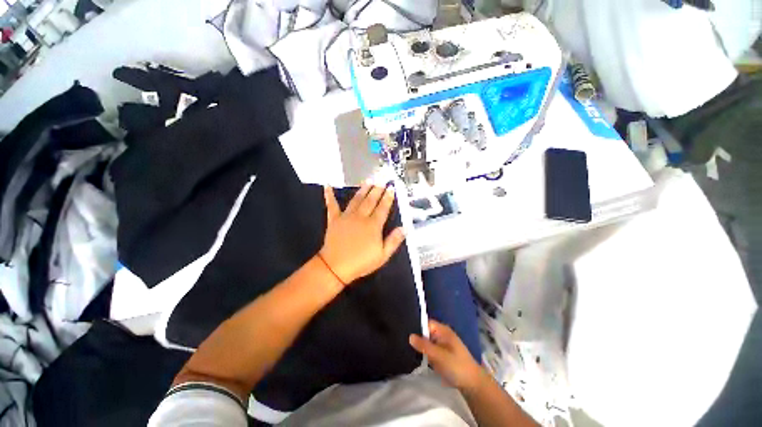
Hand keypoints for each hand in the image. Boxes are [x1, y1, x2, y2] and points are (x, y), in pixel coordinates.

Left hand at [319, 183, 405, 284]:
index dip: (388, 197)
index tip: (391, 188)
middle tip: (381, 179)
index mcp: (373, 225)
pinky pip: (332, 205)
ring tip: (367, 180)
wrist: (336, 266)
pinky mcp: (334, 219)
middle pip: (371, 201)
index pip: (383, 208)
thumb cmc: (361, 262)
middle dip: (377, 189)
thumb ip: (394, 240)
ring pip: (356, 200)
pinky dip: (329, 195)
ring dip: (362, 189)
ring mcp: (346, 217)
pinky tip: (327, 185)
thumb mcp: (382, 255)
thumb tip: (405, 228)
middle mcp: (361, 217)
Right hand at [409, 320, 485, 391]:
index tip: (406, 334)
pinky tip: (419, 359)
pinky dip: (426, 355)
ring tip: (410, 352)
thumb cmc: (456, 366)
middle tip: (406, 345)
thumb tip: (410, 336)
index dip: (417, 327)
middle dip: (418, 339)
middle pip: (426, 333)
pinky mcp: (443, 356)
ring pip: (428, 343)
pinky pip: (431, 352)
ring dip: (421, 348)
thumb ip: (424, 346)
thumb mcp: (439, 355)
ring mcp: (443, 346)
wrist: (473, 385)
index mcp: (443, 331)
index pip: (426, 323)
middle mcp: (443, 335)